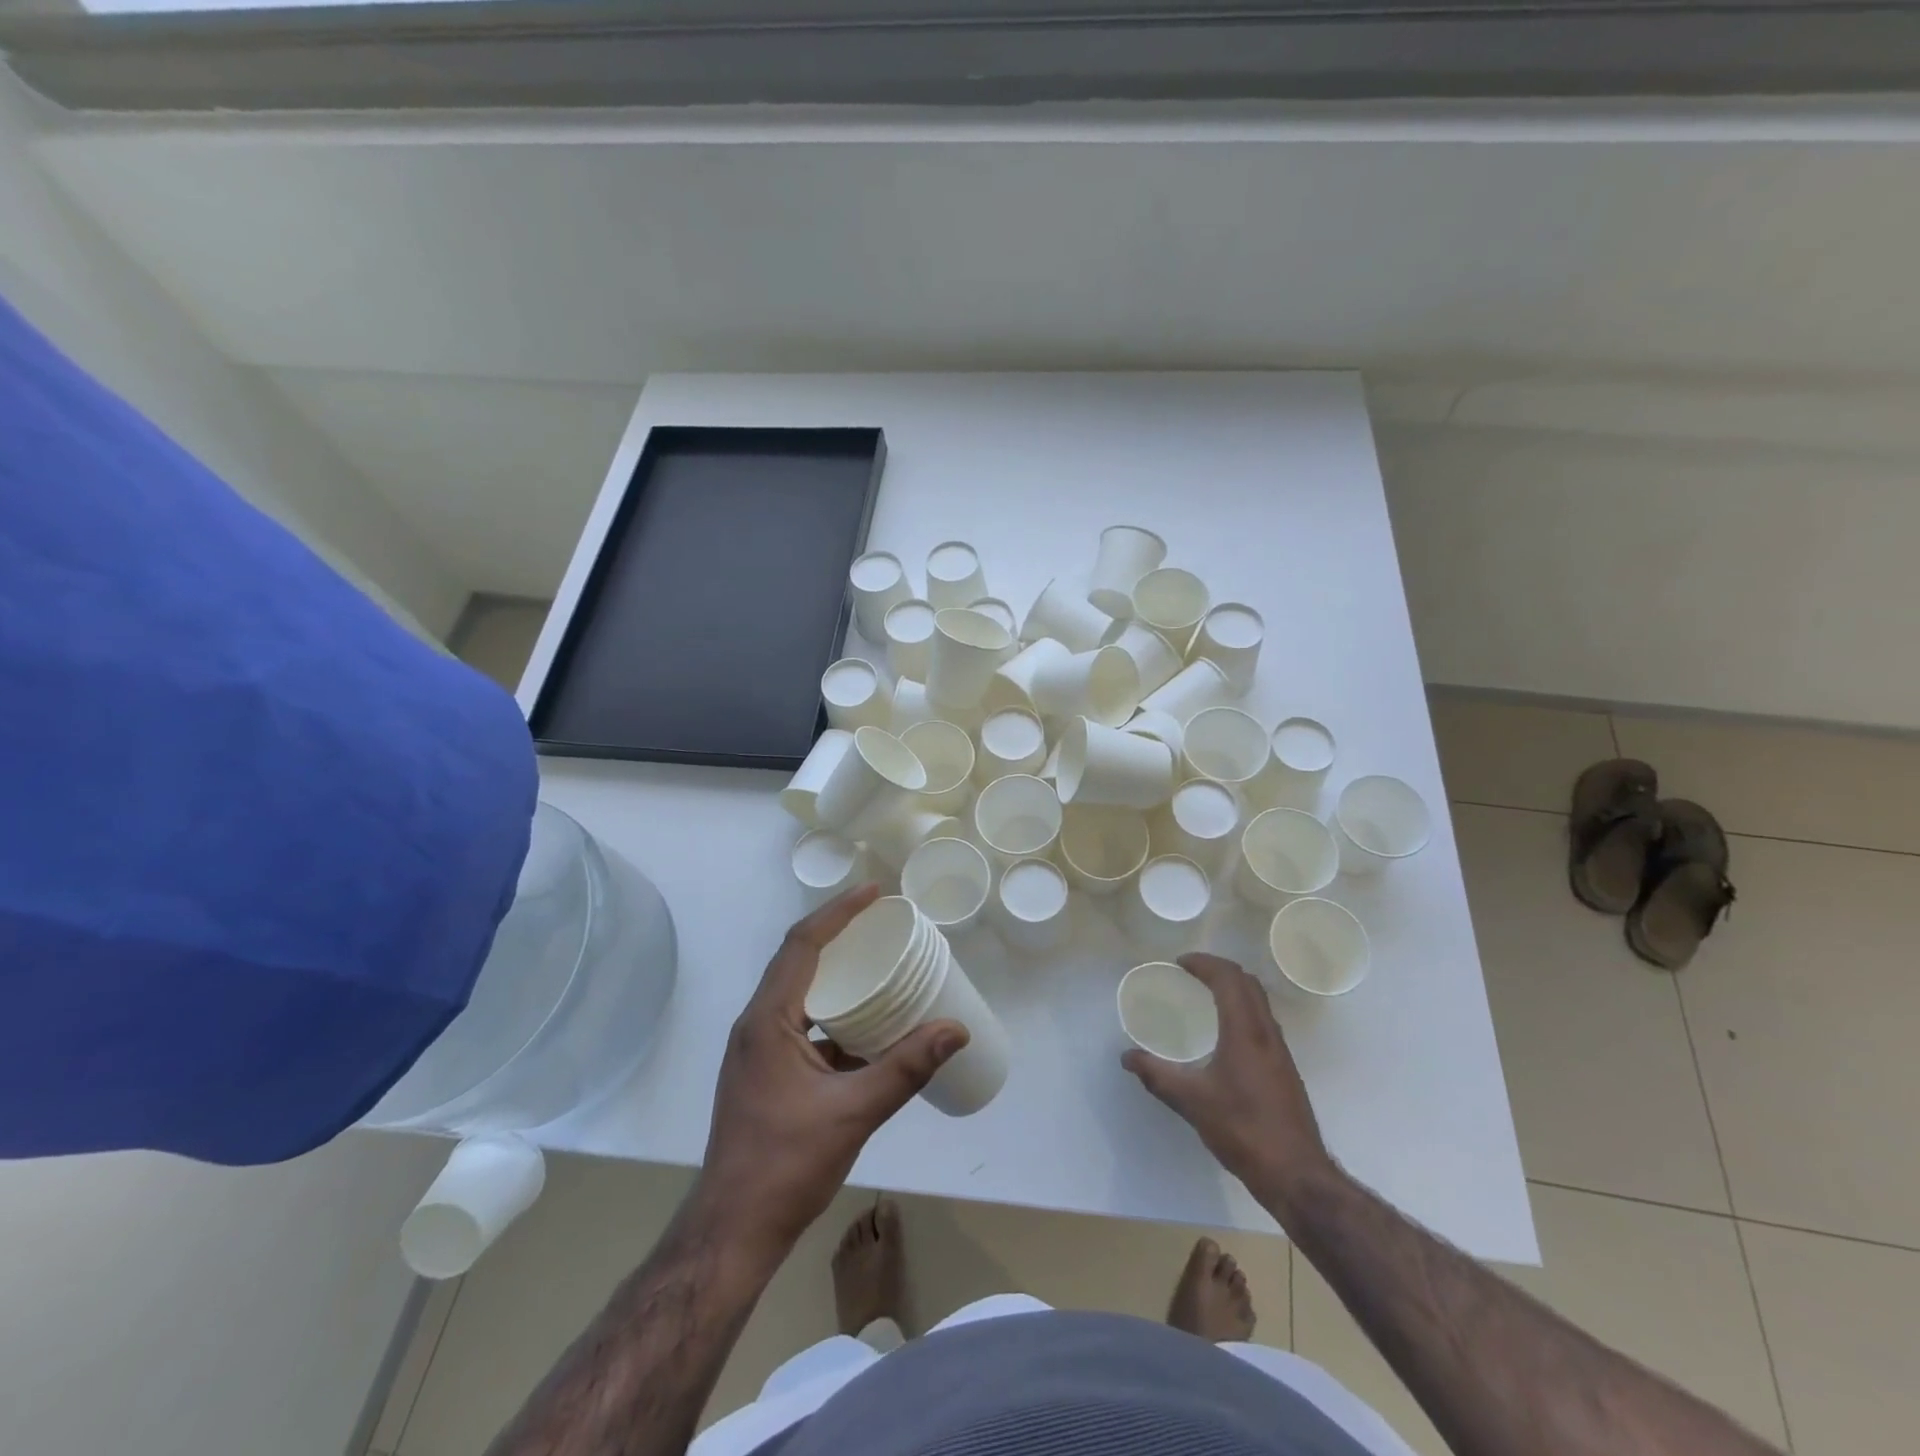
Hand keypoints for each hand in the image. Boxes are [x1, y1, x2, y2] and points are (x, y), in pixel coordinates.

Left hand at [697, 884, 967, 1258]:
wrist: (732, 1232)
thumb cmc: (784, 1165)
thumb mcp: (852, 1113)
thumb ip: (906, 1069)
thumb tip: (956, 1030)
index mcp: (767, 1021)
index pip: (802, 945)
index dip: (838, 913)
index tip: (874, 893)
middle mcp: (757, 1025)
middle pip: (798, 961)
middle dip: (839, 935)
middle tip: (883, 924)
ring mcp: (758, 1051)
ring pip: (800, 994)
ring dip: (836, 976)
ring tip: (879, 967)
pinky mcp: (765, 1075)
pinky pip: (802, 1026)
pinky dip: (834, 1016)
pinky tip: (867, 1031)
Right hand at [1121, 952, 1335, 1218]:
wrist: (1297, 1176)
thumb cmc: (1243, 1130)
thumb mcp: (1191, 1101)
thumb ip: (1157, 1075)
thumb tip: (1127, 1057)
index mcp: (1245, 1031)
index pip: (1228, 979)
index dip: (1204, 963)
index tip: (1180, 964)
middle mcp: (1267, 1033)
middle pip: (1248, 983)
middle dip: (1220, 969)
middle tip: (1191, 973)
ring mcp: (1280, 1052)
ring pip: (1259, 1003)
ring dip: (1234, 989)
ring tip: (1206, 997)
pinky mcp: (1285, 1070)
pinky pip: (1263, 1022)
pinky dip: (1242, 1010)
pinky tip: (1225, 1035)